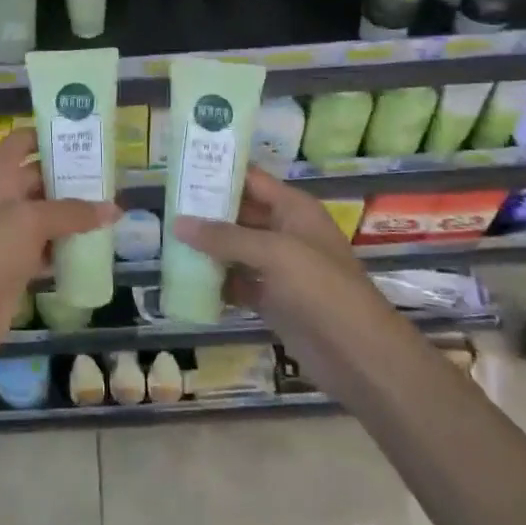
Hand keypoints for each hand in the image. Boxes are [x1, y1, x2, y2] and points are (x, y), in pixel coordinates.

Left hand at [0, 129, 117, 359]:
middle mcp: (1, 199)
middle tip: (109, 178)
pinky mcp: (15, 265)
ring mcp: (6, 234)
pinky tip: (94, 247)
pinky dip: (66, 246)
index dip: (47, 135)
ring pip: (45, 215)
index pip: (20, 142)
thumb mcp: (32, 221)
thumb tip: (114, 209)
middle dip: (70, 178)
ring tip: (110, 210)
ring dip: (73, 214)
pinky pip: (46, 248)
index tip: (81, 137)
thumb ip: (73, 212)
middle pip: (38, 178)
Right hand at [173, 166, 395, 364]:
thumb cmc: (321, 289)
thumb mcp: (273, 253)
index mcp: (294, 209)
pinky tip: (187, 280)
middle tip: (165, 208)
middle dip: (206, 212)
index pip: (251, 180)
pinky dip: (217, 282)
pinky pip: (239, 283)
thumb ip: (224, 237)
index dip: (219, 172)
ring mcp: (280, 268)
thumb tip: (178, 222)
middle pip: (240, 214)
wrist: (360, 355)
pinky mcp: (274, 300)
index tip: (180, 169)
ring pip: (236, 249)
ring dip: (208, 248)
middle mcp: (286, 232)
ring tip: (167, 241)